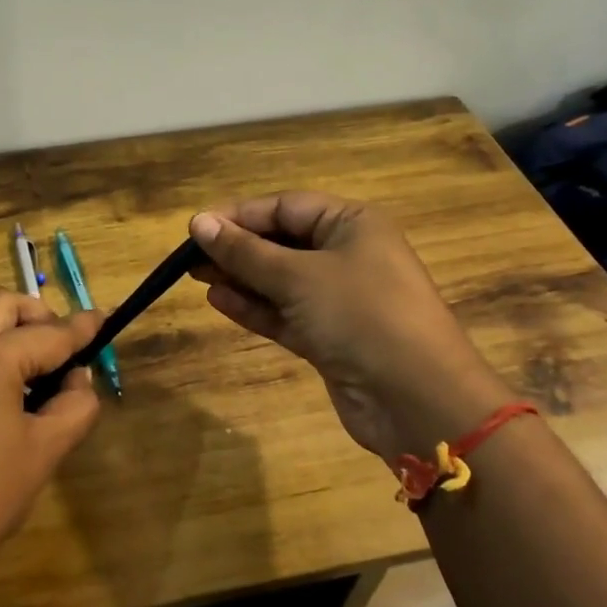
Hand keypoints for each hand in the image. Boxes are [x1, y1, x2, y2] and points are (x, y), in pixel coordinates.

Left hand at [0, 289, 102, 600]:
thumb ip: (75, 404)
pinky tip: (3, 398)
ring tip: (37, 379)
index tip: (104, 321)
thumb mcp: (46, 450)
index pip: (49, 333)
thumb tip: (78, 380)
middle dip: (39, 318)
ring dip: (11, 333)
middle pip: (4, 305)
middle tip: (63, 353)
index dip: (82, 329)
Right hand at [188, 193, 509, 462]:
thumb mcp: (298, 276)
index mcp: (352, 224)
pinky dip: (255, 307)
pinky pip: (285, 313)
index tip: (196, 228)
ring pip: (280, 280)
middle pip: (282, 242)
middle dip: (237, 248)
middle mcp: (348, 255)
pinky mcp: (330, 337)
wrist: (417, 399)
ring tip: (196, 277)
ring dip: (241, 278)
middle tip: (189, 257)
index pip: (286, 207)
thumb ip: (246, 251)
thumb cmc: (360, 315)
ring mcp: (340, 299)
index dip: (239, 215)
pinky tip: (219, 302)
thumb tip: (198, 222)